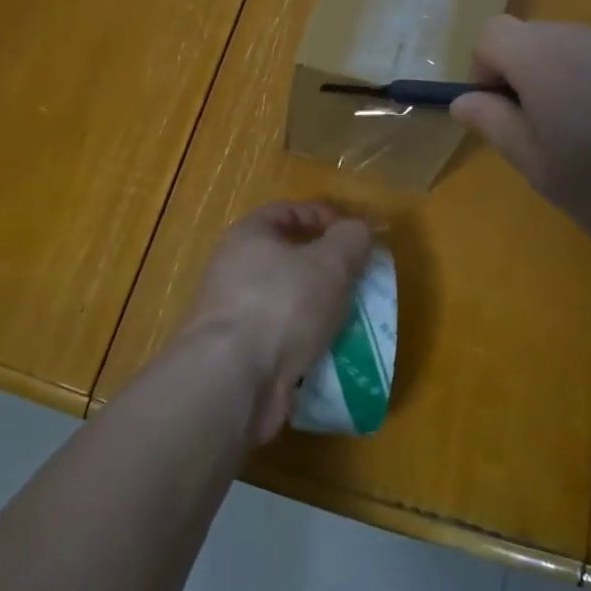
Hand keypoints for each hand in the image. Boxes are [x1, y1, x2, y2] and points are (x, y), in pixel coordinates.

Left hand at [178, 201, 373, 442]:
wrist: (233, 380)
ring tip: (351, 321)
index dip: (323, 216)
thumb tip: (357, 230)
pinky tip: (330, 355)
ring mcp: (234, 313)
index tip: (355, 237)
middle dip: (325, 269)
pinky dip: (305, 344)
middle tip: (358, 282)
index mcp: (248, 236)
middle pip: (287, 258)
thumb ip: (350, 240)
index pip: (287, 211)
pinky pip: (281, 339)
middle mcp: (234, 269)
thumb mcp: (330, 263)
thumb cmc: (282, 304)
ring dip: (318, 309)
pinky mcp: (239, 354)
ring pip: (287, 302)